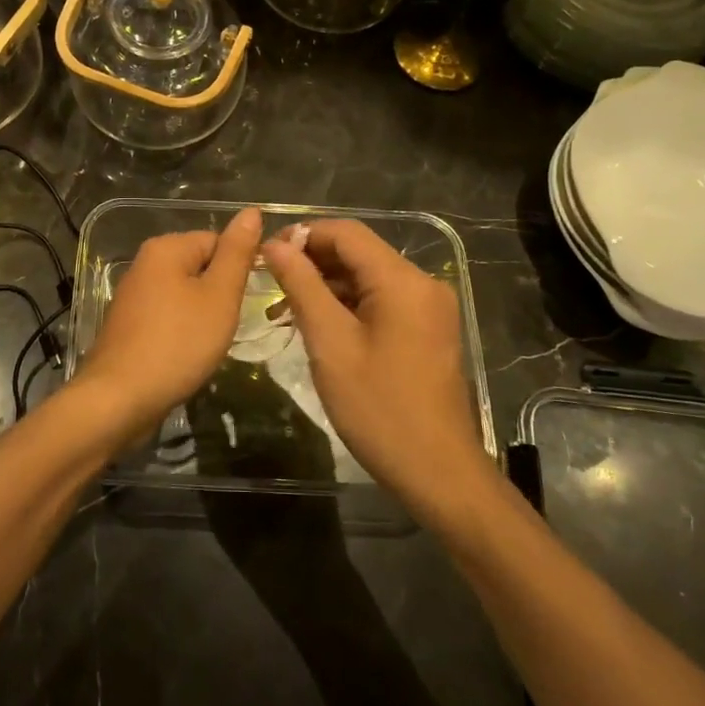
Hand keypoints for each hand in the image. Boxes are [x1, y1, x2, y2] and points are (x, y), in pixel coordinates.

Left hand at [71, 208, 261, 436]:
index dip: (238, 270)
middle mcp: (145, 263)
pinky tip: (187, 355)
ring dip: (203, 316)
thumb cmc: (177, 343)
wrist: (119, 398)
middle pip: (200, 267)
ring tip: (208, 343)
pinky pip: (168, 316)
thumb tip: (251, 211)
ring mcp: (133, 295)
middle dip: (220, 294)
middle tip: (227, 325)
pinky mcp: (129, 324)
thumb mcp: (219, 296)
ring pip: (185, 294)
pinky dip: (182, 332)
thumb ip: (237, 253)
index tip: (246, 302)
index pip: (218, 241)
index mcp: (166, 247)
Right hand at [261, 220, 484, 508]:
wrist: (439, 472)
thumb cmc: (378, 408)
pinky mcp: (428, 330)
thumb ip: (302, 286)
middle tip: (269, 286)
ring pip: (368, 279)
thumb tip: (276, 245)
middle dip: (312, 263)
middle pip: (358, 253)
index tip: (266, 257)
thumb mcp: (330, 343)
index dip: (302, 235)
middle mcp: (422, 283)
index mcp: (402, 280)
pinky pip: (382, 302)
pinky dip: (348, 307)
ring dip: (326, 287)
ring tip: (284, 312)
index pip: (346, 232)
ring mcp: (429, 308)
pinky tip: (318, 328)